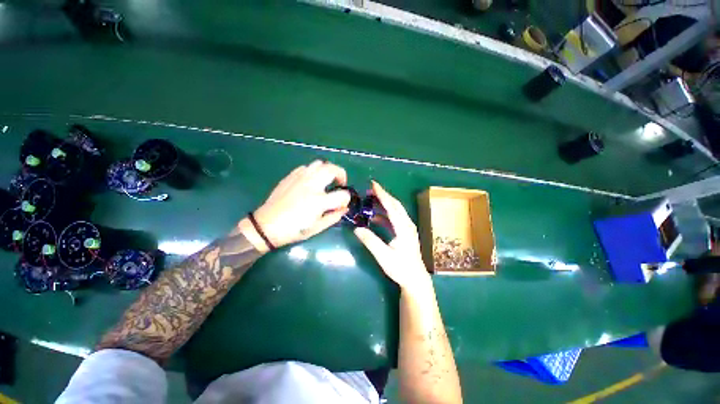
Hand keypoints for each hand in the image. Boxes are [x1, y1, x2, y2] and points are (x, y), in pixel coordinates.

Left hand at [240, 160, 349, 252]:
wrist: (266, 225)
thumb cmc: (293, 230)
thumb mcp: (317, 228)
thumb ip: (334, 217)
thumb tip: (344, 208)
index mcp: (319, 201)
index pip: (343, 195)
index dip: (346, 199)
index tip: (342, 204)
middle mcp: (311, 185)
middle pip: (333, 169)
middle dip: (341, 175)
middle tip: (340, 183)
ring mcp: (300, 178)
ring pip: (320, 163)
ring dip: (328, 170)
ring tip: (326, 180)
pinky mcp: (291, 176)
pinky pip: (306, 167)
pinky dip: (314, 171)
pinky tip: (311, 181)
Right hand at [354, 181, 431, 293]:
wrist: (415, 279)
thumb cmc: (401, 268)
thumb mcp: (383, 256)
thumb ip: (370, 241)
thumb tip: (356, 228)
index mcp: (403, 227)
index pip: (391, 206)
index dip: (382, 194)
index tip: (373, 184)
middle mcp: (407, 224)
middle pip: (395, 205)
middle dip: (383, 195)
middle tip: (370, 189)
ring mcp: (407, 228)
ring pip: (395, 210)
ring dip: (384, 203)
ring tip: (371, 199)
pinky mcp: (405, 232)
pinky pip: (394, 218)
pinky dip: (385, 214)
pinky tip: (375, 217)